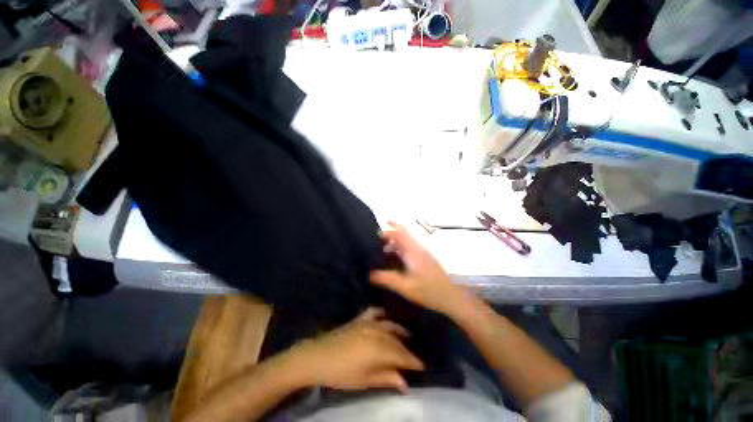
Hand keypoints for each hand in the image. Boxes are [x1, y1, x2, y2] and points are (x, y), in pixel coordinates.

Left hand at [286, 308, 423, 392]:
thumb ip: (386, 378)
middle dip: (408, 348)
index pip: (401, 354)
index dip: (413, 360)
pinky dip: (383, 313)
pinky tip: (387, 316)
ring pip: (389, 324)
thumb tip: (405, 383)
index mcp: (378, 349)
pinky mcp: (360, 319)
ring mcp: (368, 323)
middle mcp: (377, 332)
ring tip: (408, 335)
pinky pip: (375, 312)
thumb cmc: (341, 374)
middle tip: (415, 355)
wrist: (317, 357)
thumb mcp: (364, 381)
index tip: (423, 365)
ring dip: (400, 330)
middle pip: (397, 340)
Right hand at [370, 223, 472, 316]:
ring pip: (407, 239)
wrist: (451, 297)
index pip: (399, 233)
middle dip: (390, 232)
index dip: (386, 231)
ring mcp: (423, 252)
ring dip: (395, 241)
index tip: (374, 235)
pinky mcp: (425, 258)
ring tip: (382, 251)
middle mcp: (418, 247)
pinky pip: (410, 246)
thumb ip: (386, 279)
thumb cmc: (428, 291)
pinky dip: (400, 247)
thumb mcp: (404, 287)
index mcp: (412, 251)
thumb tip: (369, 273)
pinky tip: (394, 259)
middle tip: (377, 240)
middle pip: (403, 232)